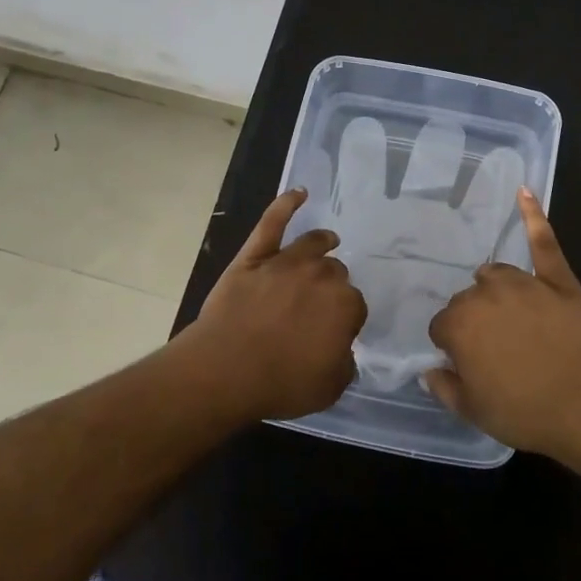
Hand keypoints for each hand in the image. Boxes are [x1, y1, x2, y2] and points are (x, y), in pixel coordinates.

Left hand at [194, 189, 364, 419]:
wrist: (225, 369)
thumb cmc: (281, 382)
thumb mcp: (330, 388)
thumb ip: (344, 364)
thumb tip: (342, 351)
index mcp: (344, 305)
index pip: (355, 307)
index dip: (346, 320)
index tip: (336, 333)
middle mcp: (321, 275)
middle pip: (335, 273)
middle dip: (333, 286)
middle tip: (320, 303)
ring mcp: (286, 261)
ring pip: (314, 245)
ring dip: (323, 243)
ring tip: (328, 241)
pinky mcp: (255, 256)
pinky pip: (273, 222)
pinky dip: (286, 204)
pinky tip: (298, 193)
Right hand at [426, 190, 580, 460]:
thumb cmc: (525, 412)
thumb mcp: (473, 411)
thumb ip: (444, 386)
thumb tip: (430, 369)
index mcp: (459, 324)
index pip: (442, 327)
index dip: (453, 347)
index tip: (468, 365)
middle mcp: (485, 294)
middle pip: (468, 299)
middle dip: (475, 321)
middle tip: (496, 352)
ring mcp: (524, 282)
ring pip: (495, 274)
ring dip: (494, 290)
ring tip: (508, 315)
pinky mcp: (557, 279)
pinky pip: (542, 242)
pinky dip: (533, 215)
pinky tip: (524, 191)